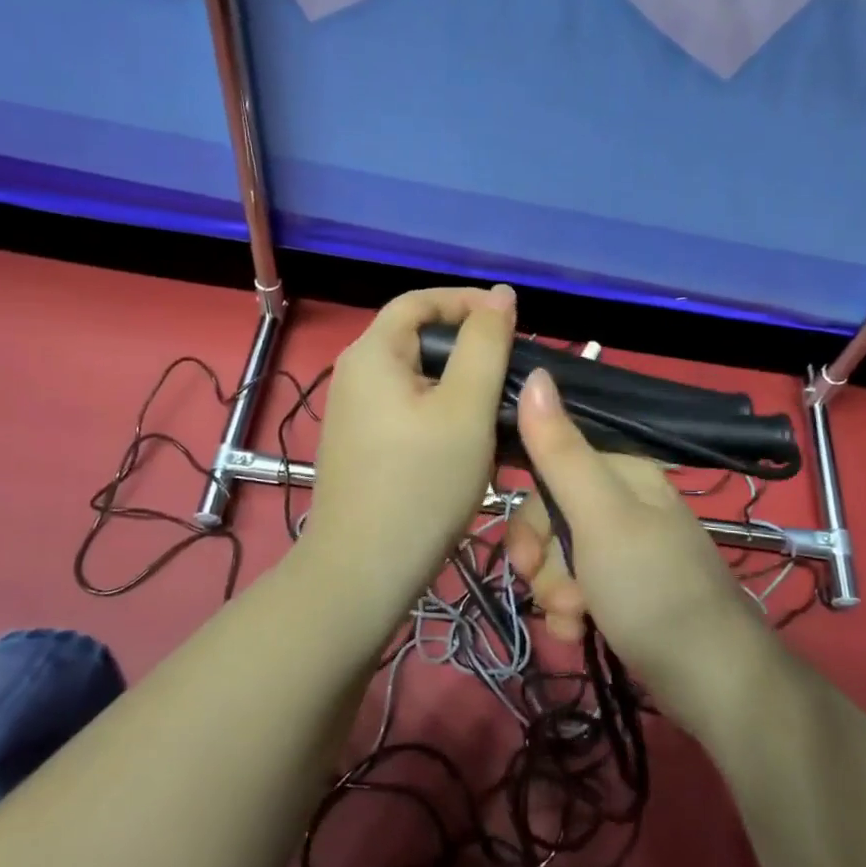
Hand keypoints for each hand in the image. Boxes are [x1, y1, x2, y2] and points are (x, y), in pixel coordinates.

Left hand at [301, 286, 517, 618]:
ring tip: (497, 405)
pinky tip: (466, 439)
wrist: (363, 571)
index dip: (466, 301)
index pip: (419, 301)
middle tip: (512, 368)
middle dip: (467, 344)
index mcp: (372, 354)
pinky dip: (440, 409)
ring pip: (415, 376)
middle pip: (416, 337)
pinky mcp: (360, 444)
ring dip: (458, 381)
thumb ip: (486, 344)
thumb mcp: (466, 408)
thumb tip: (499, 294)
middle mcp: (354, 374)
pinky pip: (405, 407)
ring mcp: (353, 413)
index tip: (512, 320)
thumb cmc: (422, 483)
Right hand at [503, 368, 778, 722]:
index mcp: (623, 473)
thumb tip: (536, 374)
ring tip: (575, 622)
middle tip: (556, 596)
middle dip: (543, 563)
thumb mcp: (599, 515)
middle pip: (551, 518)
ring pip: (560, 558)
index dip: (529, 516)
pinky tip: (579, 635)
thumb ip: (560, 449)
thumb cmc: (652, 587)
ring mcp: (627, 549)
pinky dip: (571, 613)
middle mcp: (624, 503)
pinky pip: (578, 589)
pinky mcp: (627, 590)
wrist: (714, 680)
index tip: (525, 557)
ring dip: (555, 594)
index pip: (549, 472)